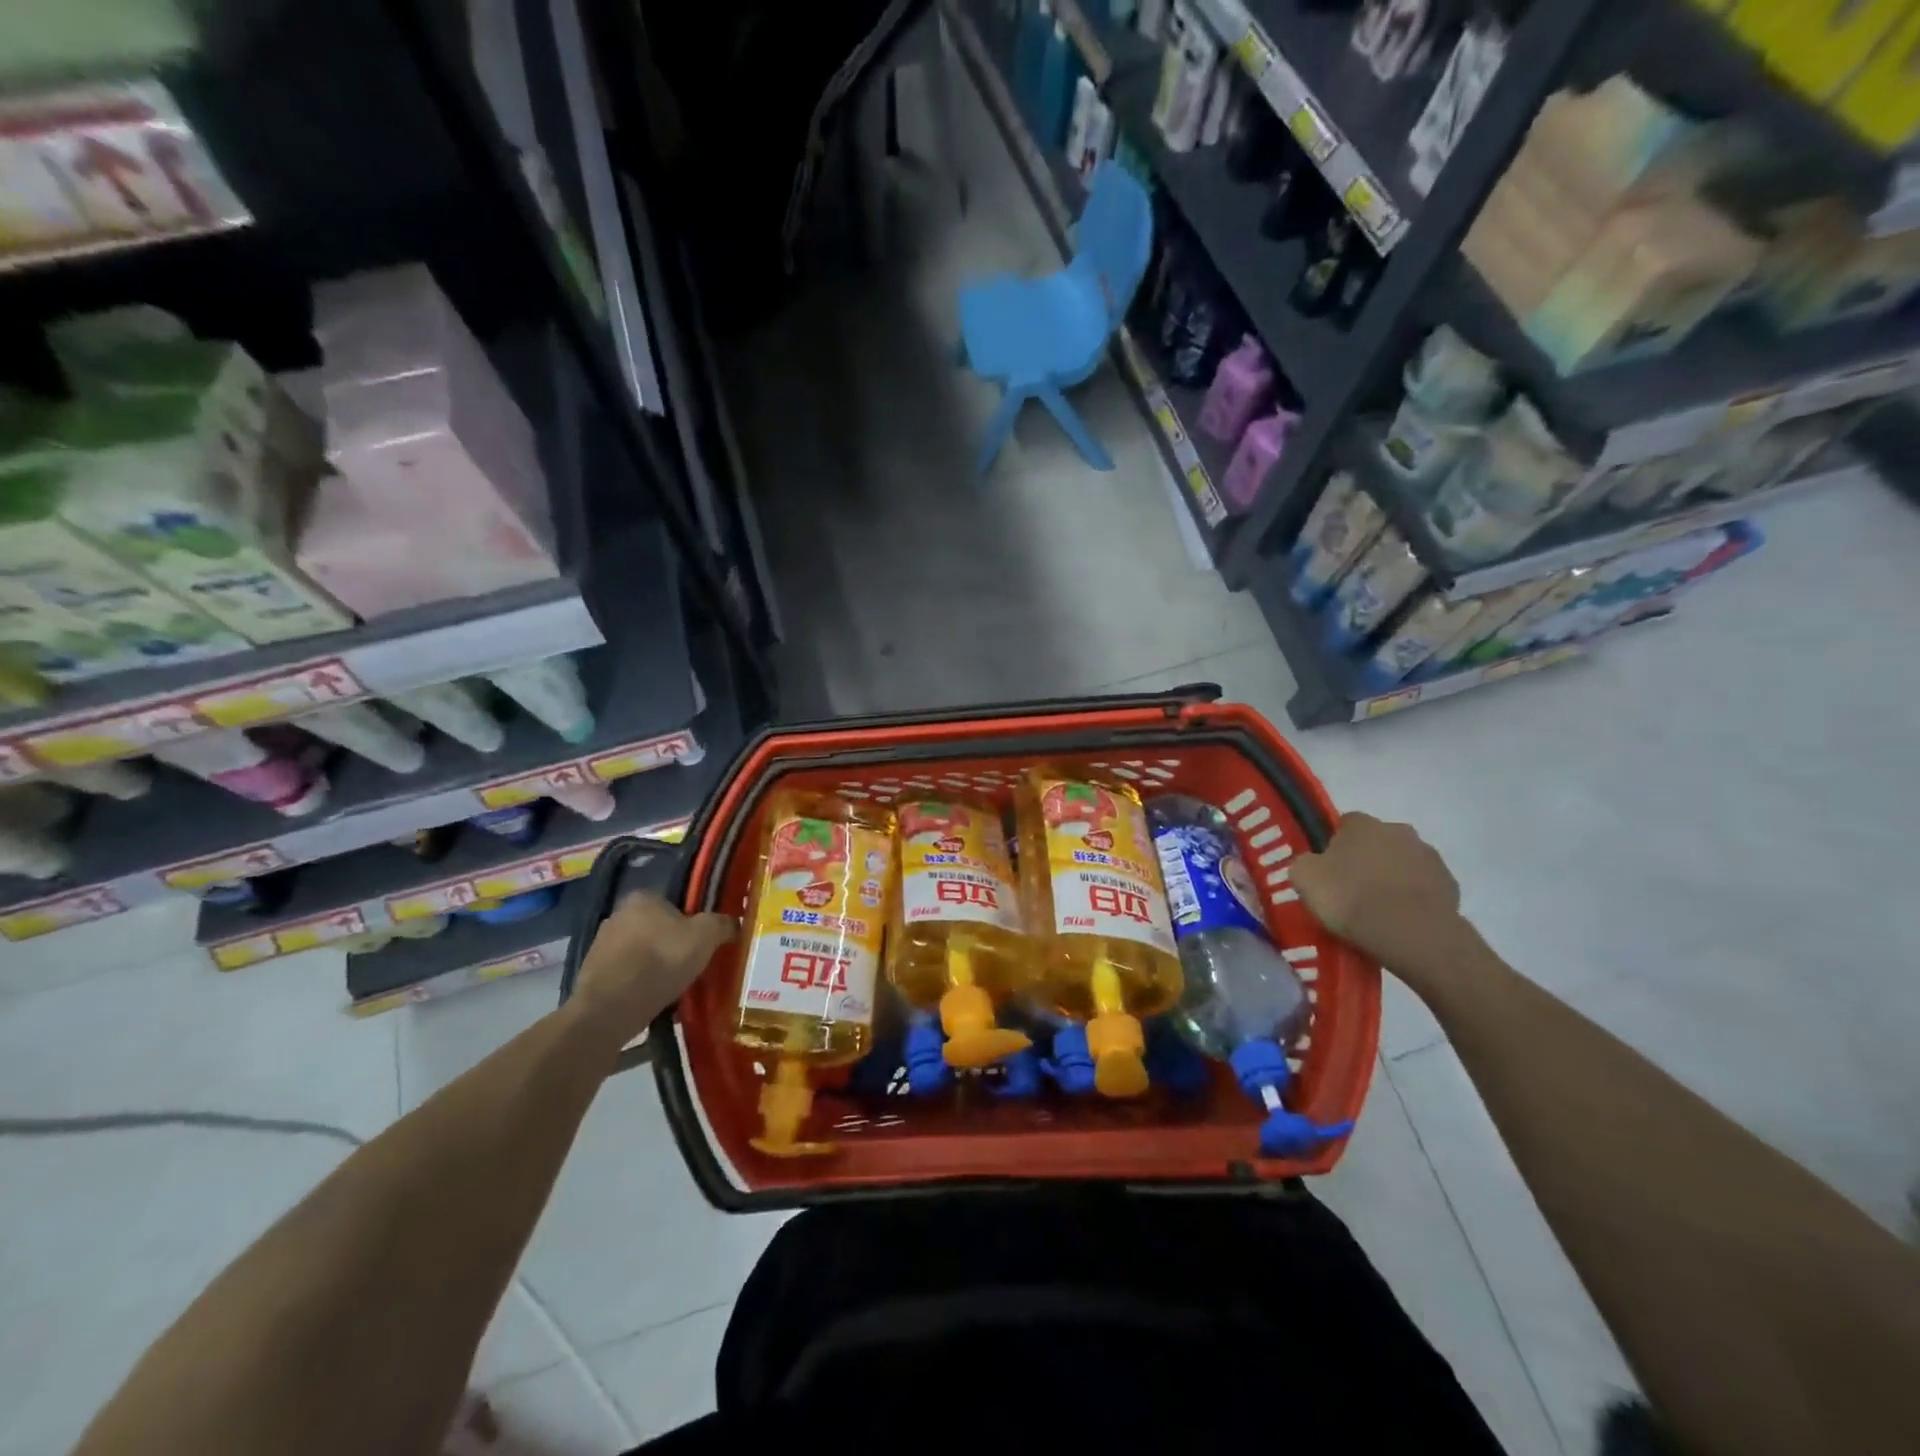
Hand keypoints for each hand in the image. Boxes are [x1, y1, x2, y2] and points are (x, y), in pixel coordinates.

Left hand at [569, 892, 736, 1042]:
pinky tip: (652, 999)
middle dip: (671, 944)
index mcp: (643, 898)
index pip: (674, 904)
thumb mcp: (706, 936)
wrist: (611, 1007)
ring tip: (672, 987)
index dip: (691, 922)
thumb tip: (733, 924)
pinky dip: (638, 984)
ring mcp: (600, 945)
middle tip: (690, 965)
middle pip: (656, 928)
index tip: (701, 943)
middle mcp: (617, 915)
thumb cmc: (662, 960)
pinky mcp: (591, 975)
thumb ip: (723, 924)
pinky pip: (625, 975)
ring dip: (654, 966)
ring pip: (640, 952)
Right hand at [1291, 813, 1468, 984]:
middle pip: (1377, 842)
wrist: (1410, 933)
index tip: (1328, 871)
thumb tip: (1313, 864)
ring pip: (1403, 863)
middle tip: (1352, 890)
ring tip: (1377, 910)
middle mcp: (1399, 830)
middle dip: (1367, 859)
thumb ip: (1306, 863)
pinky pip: (1424, 888)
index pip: (1344, 824)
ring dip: (1392, 878)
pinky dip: (1413, 899)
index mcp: (1362, 824)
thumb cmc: (1350, 897)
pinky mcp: (1450, 886)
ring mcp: (1430, 857)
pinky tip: (1401, 920)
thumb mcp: (1303, 878)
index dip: (1334, 846)